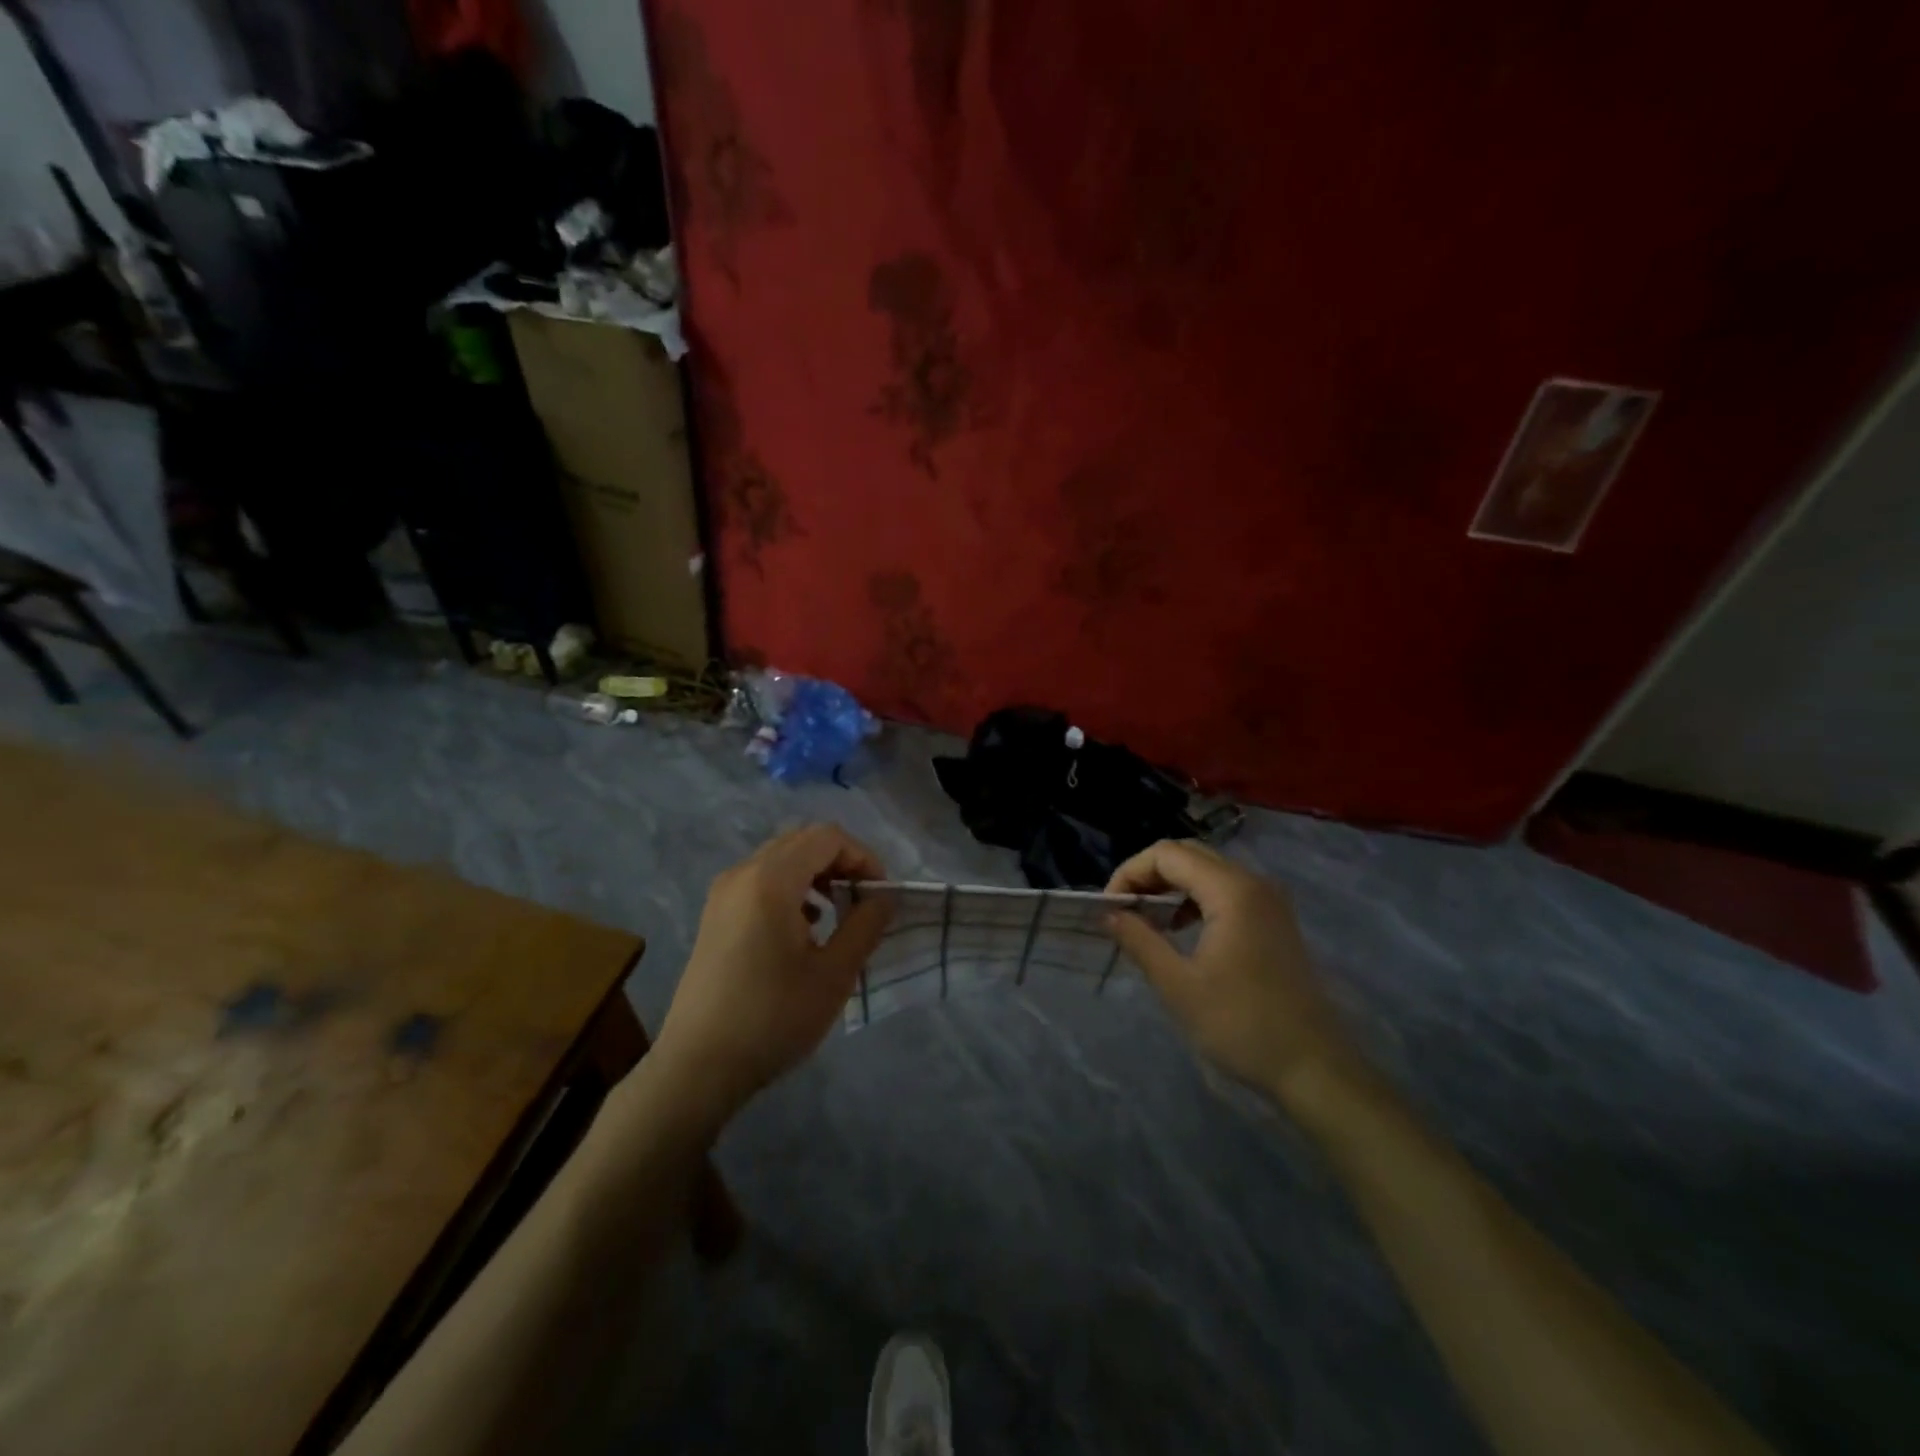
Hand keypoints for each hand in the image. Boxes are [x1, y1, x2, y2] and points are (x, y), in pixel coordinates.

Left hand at [653, 825, 892, 1120]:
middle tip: (863, 901)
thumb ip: (865, 926)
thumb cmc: (772, 1018)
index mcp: (771, 880)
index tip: (880, 896)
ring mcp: (723, 893)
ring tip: (837, 914)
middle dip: (841, 862)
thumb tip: (884, 897)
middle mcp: (743, 873)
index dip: (863, 857)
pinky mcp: (715, 915)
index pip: (828, 837)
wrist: (698, 1067)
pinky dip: (791, 888)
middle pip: (802, 841)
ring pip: (781, 859)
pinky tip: (804, 927)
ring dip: (817, 874)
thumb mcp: (834, 974)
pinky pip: (761, 880)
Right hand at [1106, 840, 1357, 1102]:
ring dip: (1171, 886)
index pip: (1167, 854)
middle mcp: (1253, 882)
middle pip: (1188, 854)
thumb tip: (1108, 914)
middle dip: (1148, 875)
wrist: (1314, 1068)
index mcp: (1231, 891)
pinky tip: (1180, 930)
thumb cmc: (1241, 1025)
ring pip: (1207, 870)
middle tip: (1123, 910)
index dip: (1130, 873)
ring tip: (1145, 920)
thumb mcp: (1178, 985)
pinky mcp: (1274, 919)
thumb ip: (1139, 940)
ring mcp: (1269, 900)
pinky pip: (1226, 889)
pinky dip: (1195, 898)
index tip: (1109, 908)